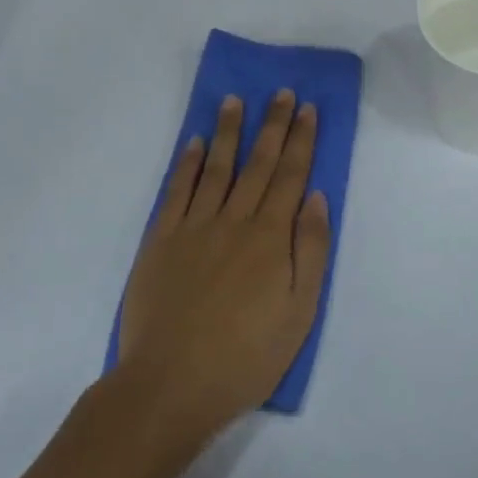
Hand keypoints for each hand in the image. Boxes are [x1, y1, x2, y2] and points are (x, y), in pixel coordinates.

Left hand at [117, 91, 330, 440]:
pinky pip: (177, 191)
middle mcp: (234, 220)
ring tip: (235, 100)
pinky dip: (188, 163)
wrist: (170, 385)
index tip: (306, 108)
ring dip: (229, 131)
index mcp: (270, 237)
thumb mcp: (299, 313)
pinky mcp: (161, 240)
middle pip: (258, 163)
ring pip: (217, 167)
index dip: (300, 140)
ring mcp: (194, 227)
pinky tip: (196, 143)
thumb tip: (316, 197)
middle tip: (280, 92)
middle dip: (272, 125)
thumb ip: (310, 251)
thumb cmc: (245, 356)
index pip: (290, 175)